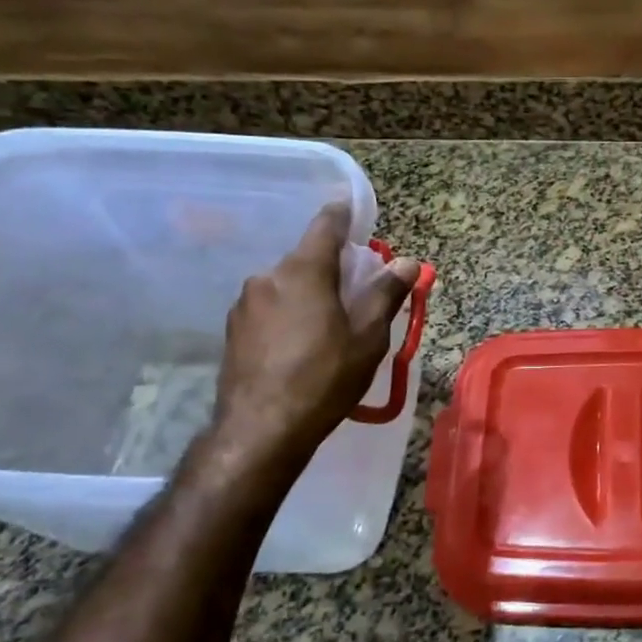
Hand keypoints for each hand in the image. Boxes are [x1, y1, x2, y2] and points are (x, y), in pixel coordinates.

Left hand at [209, 203, 420, 468]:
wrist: (262, 429)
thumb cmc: (324, 378)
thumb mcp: (367, 337)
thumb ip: (386, 294)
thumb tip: (407, 262)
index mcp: (305, 270)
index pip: (326, 225)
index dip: (343, 215)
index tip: (355, 212)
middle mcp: (269, 276)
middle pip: (307, 258)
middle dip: (333, 267)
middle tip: (357, 291)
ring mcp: (245, 303)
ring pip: (287, 284)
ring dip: (309, 293)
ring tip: (330, 325)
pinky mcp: (233, 329)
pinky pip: (270, 307)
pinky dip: (290, 313)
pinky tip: (301, 345)